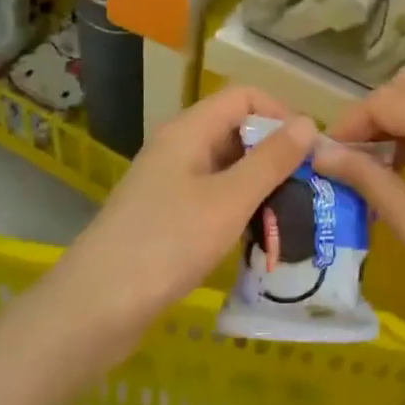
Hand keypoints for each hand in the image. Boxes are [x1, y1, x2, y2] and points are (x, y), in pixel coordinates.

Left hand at [53, 87, 316, 354]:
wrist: (95, 308)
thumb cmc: (167, 244)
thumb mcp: (229, 200)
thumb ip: (271, 160)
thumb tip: (308, 122)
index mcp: (189, 131)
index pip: (244, 97)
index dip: (281, 114)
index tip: (309, 152)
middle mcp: (179, 148)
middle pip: (237, 131)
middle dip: (276, 155)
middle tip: (309, 190)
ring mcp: (170, 183)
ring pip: (228, 168)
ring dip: (261, 186)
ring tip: (292, 217)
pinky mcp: (167, 216)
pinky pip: (214, 197)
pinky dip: (240, 209)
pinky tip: (258, 237)